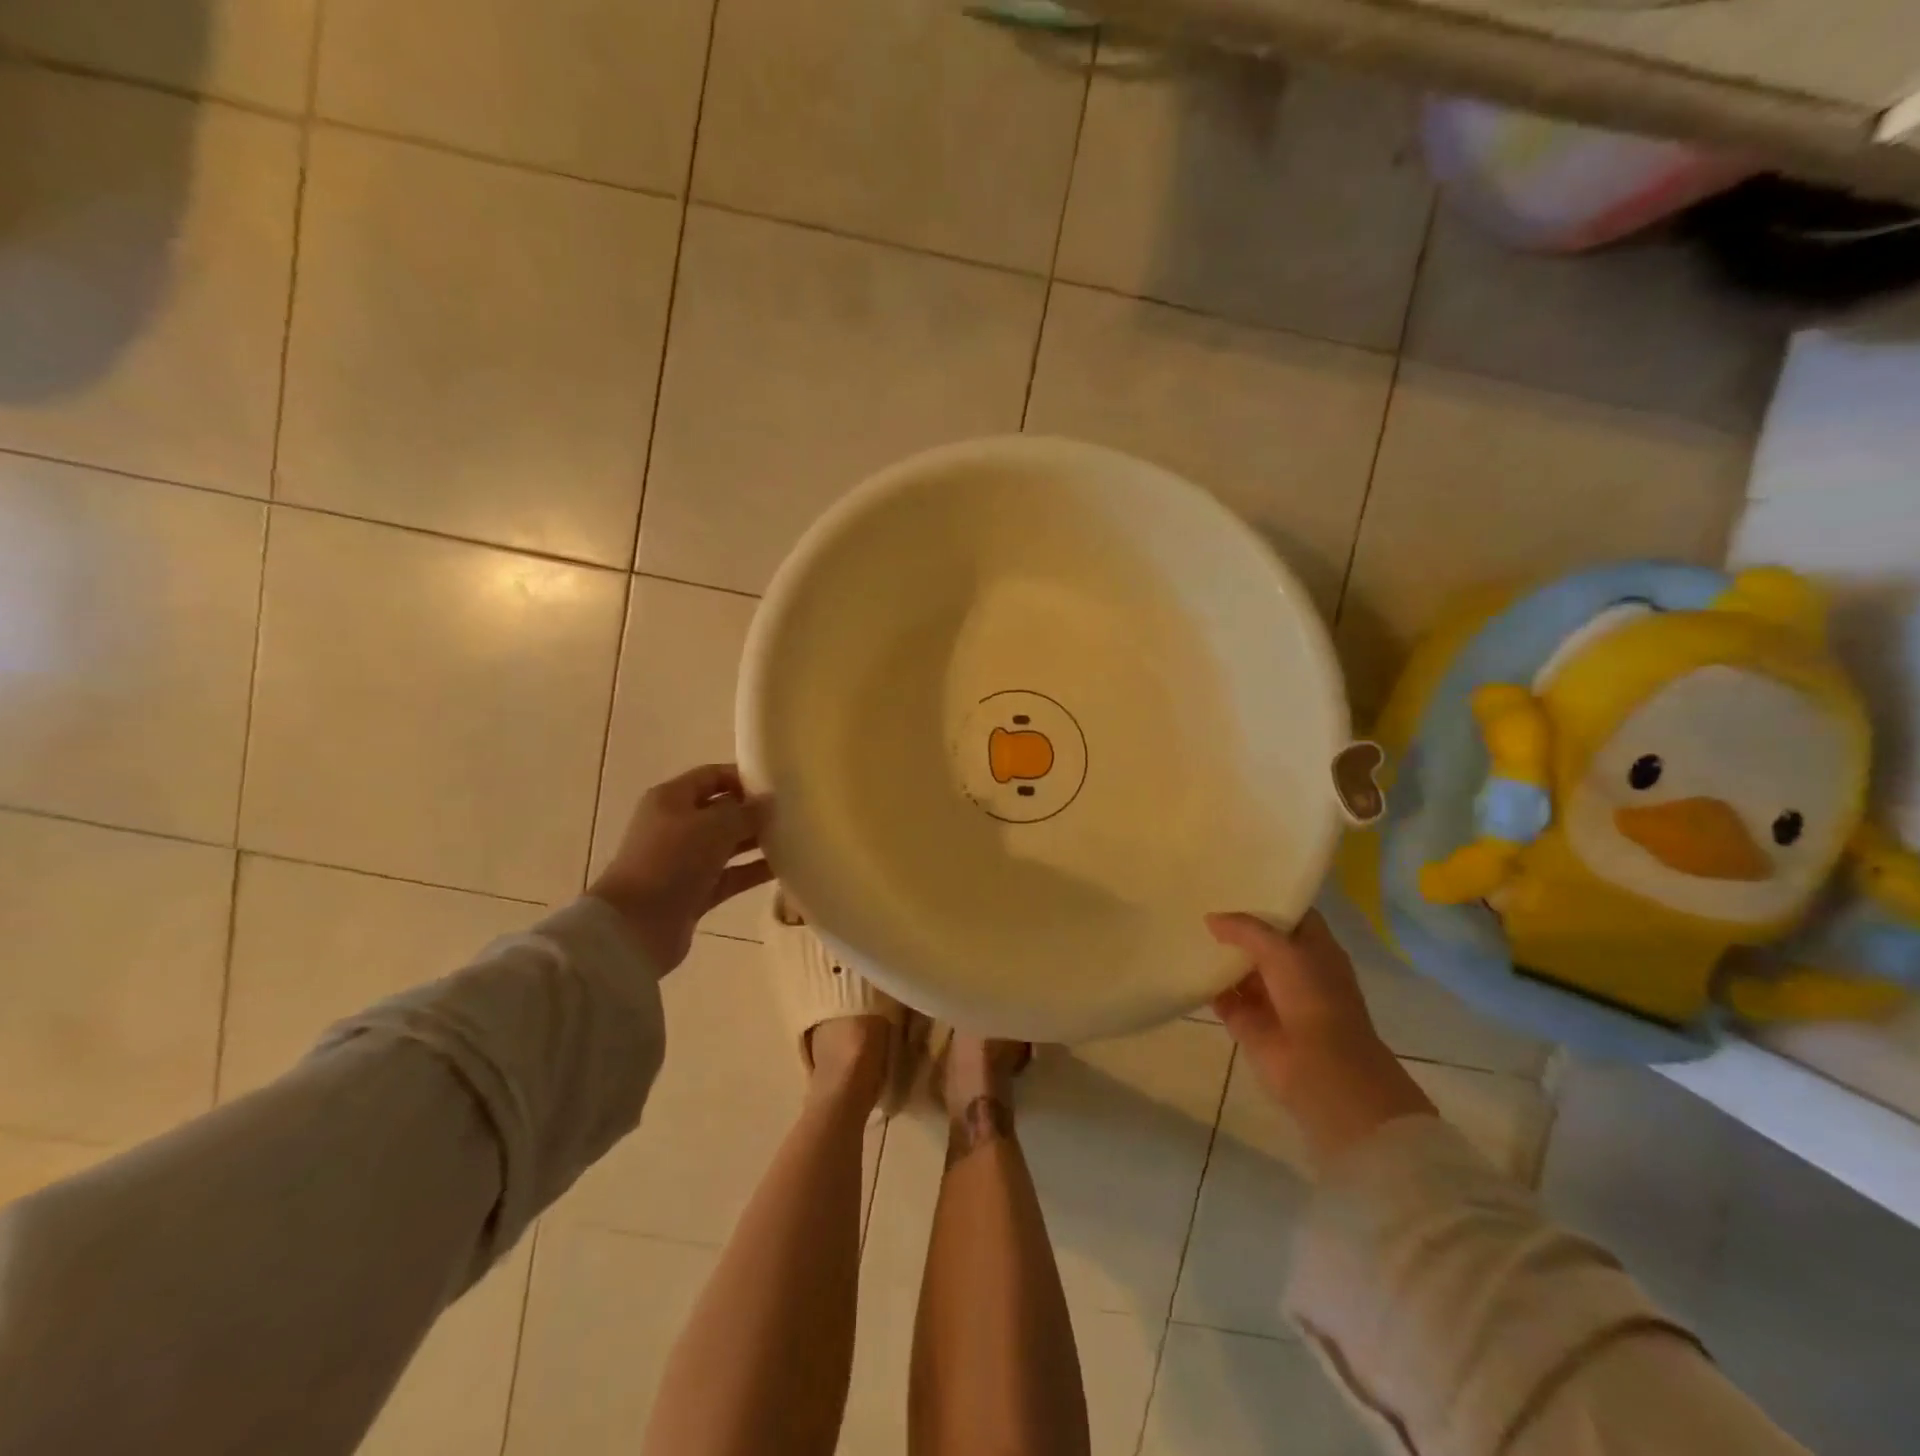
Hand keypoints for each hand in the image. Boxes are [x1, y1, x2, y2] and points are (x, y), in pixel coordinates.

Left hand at [589, 764, 772, 973]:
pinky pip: (730, 875)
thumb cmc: (671, 861)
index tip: (778, 785)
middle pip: (721, 811)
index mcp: (672, 799)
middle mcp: (676, 825)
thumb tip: (767, 803)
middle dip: (754, 811)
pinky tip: (784, 869)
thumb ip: (745, 812)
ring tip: (794, 839)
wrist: (636, 926)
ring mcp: (684, 861)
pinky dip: (752, 871)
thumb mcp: (713, 827)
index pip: (712, 776)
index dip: (744, 777)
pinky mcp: (694, 891)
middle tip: (791, 814)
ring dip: (756, 842)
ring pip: (727, 844)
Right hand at [1207, 910, 1434, 1165]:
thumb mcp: (1282, 951)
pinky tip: (1184, 965)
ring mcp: (1271, 998)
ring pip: (1240, 969)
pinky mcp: (1249, 1023)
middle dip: (1235, 926)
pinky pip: (1223, 997)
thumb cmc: (1314, 1000)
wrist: (1322, 1071)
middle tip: (1200, 900)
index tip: (1235, 882)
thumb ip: (1246, 929)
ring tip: (1185, 928)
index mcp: (1316, 950)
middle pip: (1261, 941)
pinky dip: (1207, 986)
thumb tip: (1211, 919)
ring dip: (1219, 955)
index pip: (1290, 915)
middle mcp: (1295, 971)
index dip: (1266, 899)